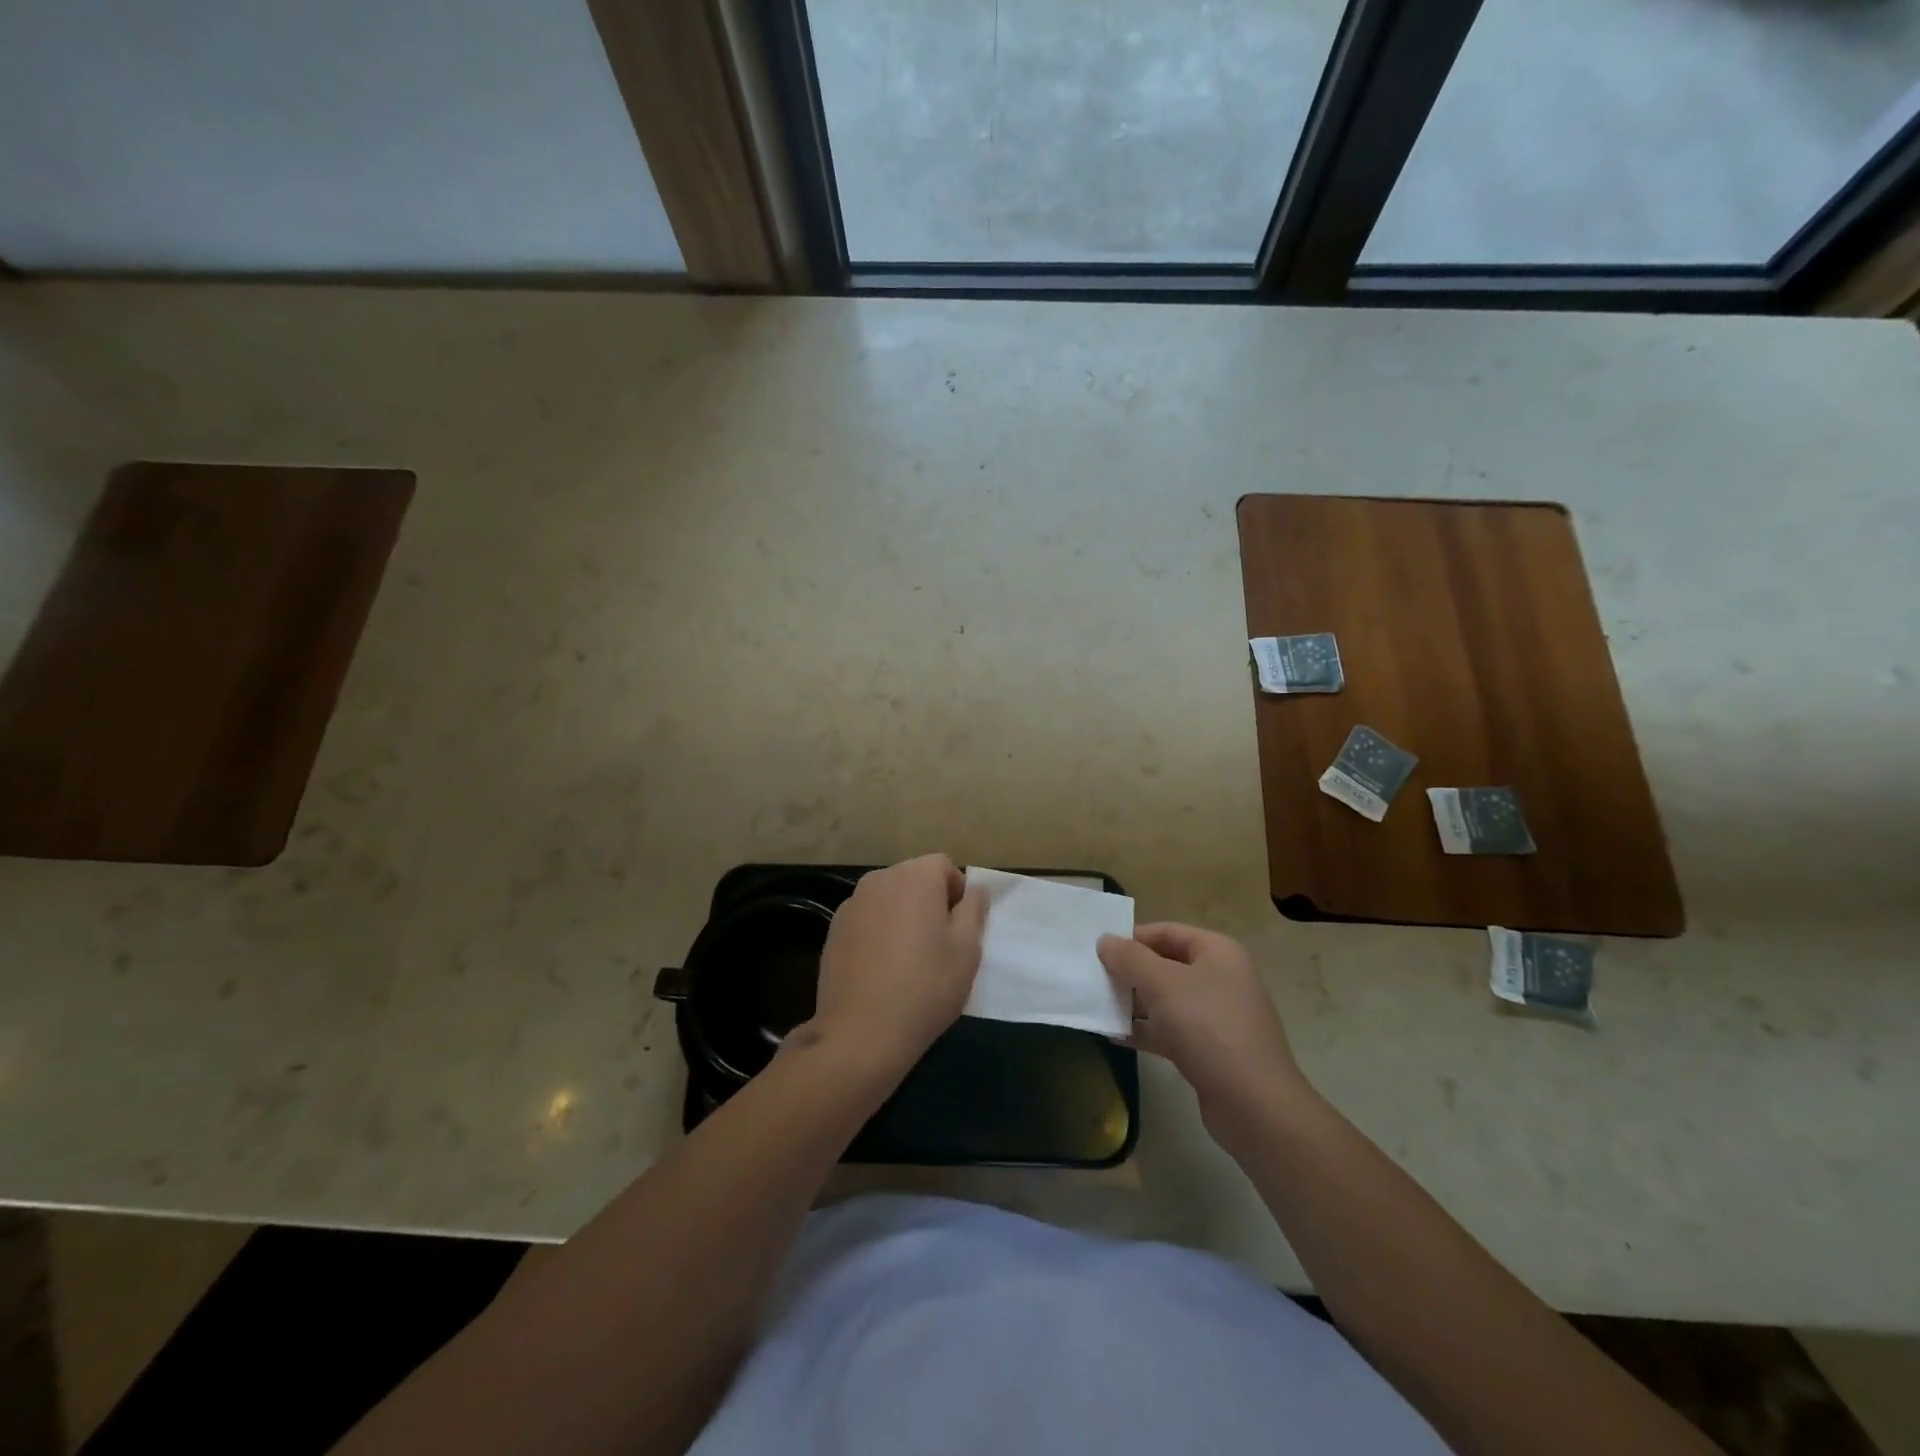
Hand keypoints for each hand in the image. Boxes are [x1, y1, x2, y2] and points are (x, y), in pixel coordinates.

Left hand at [806, 854, 988, 1079]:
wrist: (861, 1032)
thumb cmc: (926, 986)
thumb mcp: (967, 949)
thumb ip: (974, 909)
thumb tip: (974, 890)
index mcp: (914, 876)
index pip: (944, 866)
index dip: (957, 892)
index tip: (961, 928)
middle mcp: (879, 879)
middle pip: (914, 879)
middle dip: (929, 902)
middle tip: (939, 945)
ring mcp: (852, 904)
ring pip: (889, 900)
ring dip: (903, 917)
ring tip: (909, 960)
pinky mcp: (833, 930)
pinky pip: (867, 920)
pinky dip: (878, 933)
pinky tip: (882, 970)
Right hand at [1097, 923, 1310, 1149]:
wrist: (1254, 1105)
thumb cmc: (1208, 1028)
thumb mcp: (1162, 984)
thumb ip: (1130, 958)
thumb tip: (1104, 940)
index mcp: (1217, 952)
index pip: (1167, 932)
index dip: (1132, 938)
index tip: (1098, 952)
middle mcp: (1220, 978)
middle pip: (1165, 965)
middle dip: (1130, 972)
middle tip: (1093, 980)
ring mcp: (1216, 1016)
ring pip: (1166, 1000)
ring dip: (1133, 1003)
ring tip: (1097, 1007)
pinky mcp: (1210, 1050)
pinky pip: (1170, 1030)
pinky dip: (1145, 1031)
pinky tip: (1114, 1036)